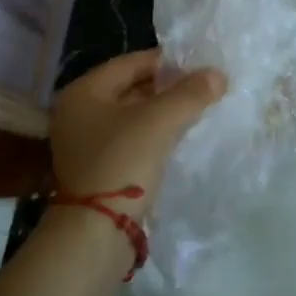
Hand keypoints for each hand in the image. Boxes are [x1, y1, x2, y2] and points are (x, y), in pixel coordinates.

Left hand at [49, 50, 225, 207]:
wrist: (95, 233)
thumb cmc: (122, 163)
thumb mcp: (160, 121)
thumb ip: (190, 93)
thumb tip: (217, 74)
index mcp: (83, 92)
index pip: (131, 62)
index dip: (167, 62)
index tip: (199, 65)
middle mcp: (77, 113)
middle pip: (131, 88)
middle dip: (167, 88)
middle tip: (202, 88)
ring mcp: (84, 143)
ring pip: (132, 116)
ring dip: (162, 113)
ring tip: (197, 111)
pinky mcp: (96, 169)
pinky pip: (130, 140)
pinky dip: (153, 135)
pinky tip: (178, 138)